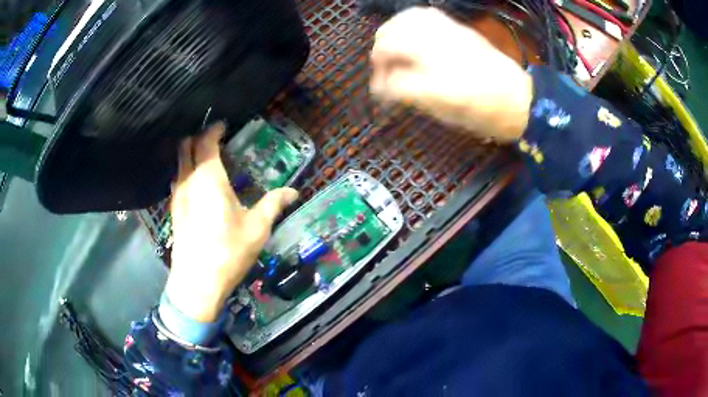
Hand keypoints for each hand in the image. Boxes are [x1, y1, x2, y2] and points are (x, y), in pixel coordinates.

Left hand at [164, 123, 298, 321]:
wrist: (197, 282)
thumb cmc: (228, 252)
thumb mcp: (257, 228)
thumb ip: (274, 204)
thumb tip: (294, 192)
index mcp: (209, 178)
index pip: (206, 141)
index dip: (214, 129)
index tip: (224, 125)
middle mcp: (189, 180)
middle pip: (186, 146)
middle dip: (198, 136)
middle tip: (215, 137)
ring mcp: (177, 195)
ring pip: (179, 162)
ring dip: (190, 153)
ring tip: (207, 157)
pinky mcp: (173, 210)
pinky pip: (177, 178)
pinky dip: (186, 170)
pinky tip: (198, 184)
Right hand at [370, 7, 533, 142]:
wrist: (519, 98)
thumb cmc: (484, 114)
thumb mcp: (446, 114)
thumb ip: (411, 96)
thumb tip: (385, 85)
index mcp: (439, 84)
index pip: (392, 79)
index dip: (381, 86)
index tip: (381, 93)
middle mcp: (440, 53)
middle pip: (391, 41)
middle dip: (379, 54)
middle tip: (383, 68)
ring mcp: (450, 36)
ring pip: (404, 21)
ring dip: (391, 33)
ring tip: (392, 47)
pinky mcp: (458, 28)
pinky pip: (425, 14)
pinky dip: (410, 21)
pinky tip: (410, 32)